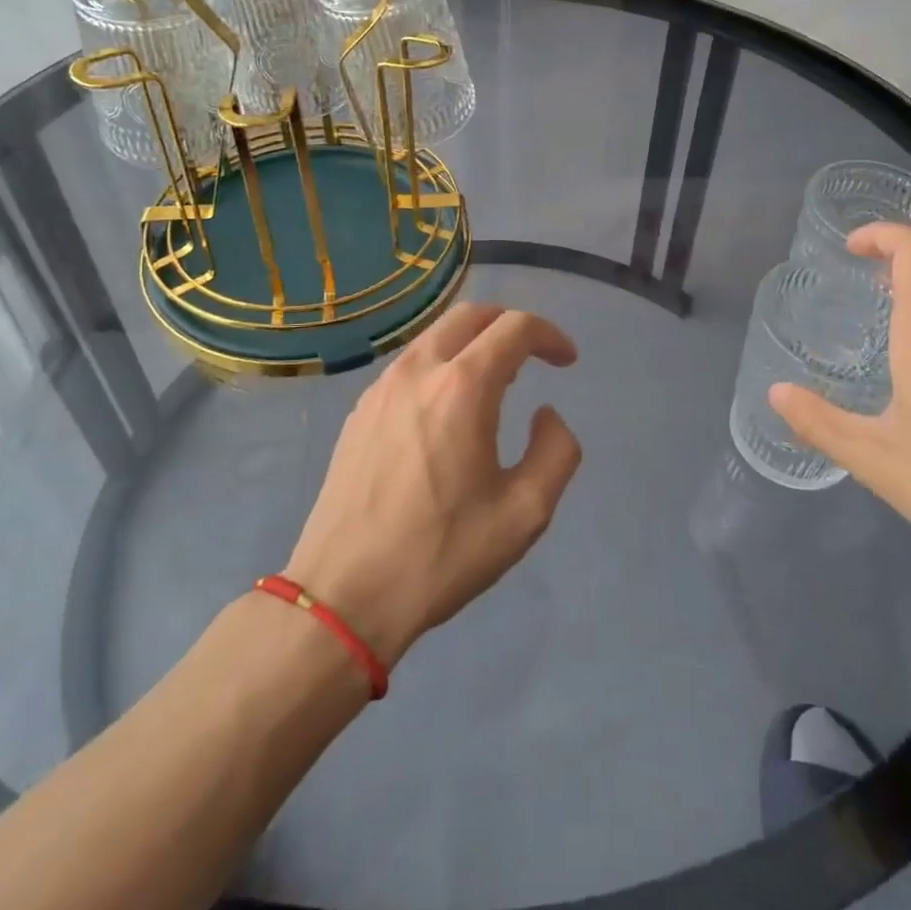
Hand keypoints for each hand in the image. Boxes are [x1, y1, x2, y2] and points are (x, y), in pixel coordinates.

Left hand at [284, 304, 582, 665]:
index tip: (567, 360)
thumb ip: (556, 451)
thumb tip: (546, 415)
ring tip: (495, 383)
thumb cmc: (441, 553)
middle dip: (510, 324)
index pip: (514, 328)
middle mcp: (418, 371)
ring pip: (435, 335)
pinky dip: (442, 364)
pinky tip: (448, 410)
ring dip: (473, 343)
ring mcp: (381, 387)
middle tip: (534, 357)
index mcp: (463, 388)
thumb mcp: (525, 513)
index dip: (549, 335)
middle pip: (471, 315)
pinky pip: (410, 364)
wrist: (343, 594)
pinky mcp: (360, 410)